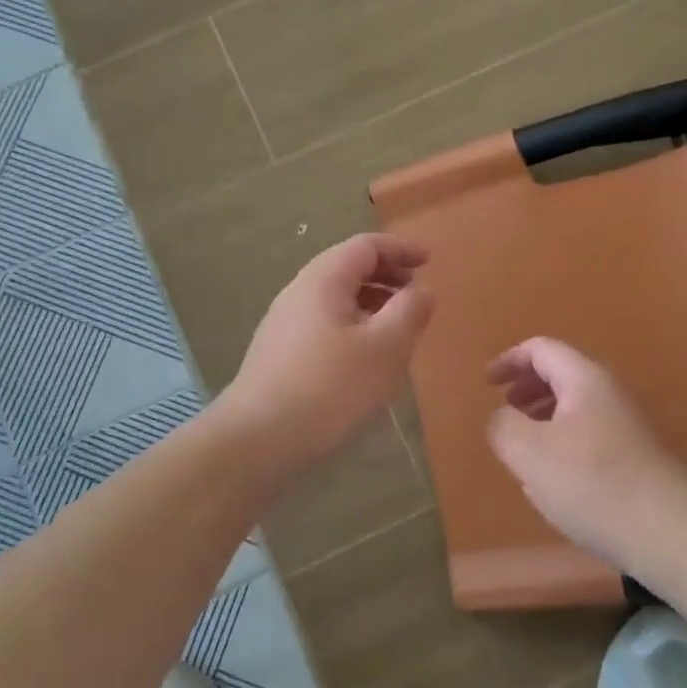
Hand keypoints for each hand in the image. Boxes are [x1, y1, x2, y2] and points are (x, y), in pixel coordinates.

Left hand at [219, 234, 433, 471]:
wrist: (257, 440)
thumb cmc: (329, 388)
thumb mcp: (384, 349)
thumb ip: (409, 313)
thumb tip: (423, 290)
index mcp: (323, 280)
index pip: (365, 246)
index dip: (400, 249)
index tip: (429, 261)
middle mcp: (299, 293)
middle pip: (347, 269)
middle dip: (386, 276)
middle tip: (417, 295)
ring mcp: (285, 324)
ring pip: (336, 300)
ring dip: (371, 304)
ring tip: (398, 329)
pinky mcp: (280, 354)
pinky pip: (325, 325)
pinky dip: (354, 327)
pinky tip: (366, 359)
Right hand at [486, 337, 686, 567]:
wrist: (669, 533)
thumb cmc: (592, 482)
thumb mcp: (529, 451)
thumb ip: (503, 426)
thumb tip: (502, 419)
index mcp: (583, 379)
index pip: (541, 349)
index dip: (509, 360)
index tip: (487, 383)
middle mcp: (608, 393)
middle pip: (561, 374)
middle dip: (527, 386)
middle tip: (504, 409)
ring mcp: (626, 426)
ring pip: (575, 407)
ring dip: (543, 416)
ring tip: (523, 445)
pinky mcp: (634, 458)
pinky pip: (588, 435)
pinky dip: (562, 441)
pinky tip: (554, 478)